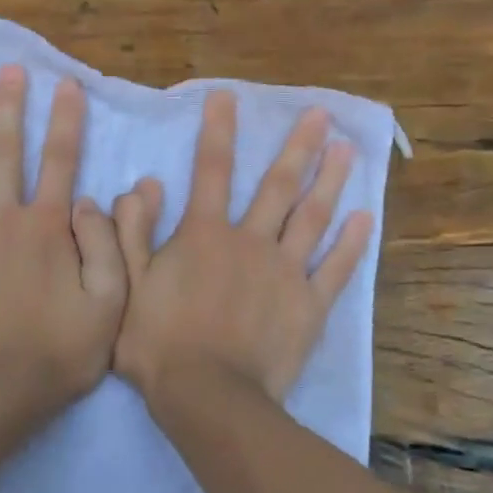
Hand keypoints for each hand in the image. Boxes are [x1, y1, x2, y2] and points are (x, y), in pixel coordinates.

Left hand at [0, 65, 125, 418]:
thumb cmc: (59, 351)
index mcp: (47, 226)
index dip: (65, 120)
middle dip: (8, 107)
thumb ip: (108, 245)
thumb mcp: (110, 302)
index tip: (65, 83)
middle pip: (4, 152)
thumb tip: (93, 198)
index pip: (60, 160)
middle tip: (6, 69)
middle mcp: (2, 218)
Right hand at [113, 90, 372, 412]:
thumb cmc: (159, 342)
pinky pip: (336, 269)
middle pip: (278, 185)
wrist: (207, 396)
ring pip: (312, 217)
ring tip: (348, 150)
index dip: (218, 130)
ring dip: (331, 181)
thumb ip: (131, 231)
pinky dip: (352, 244)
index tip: (228, 96)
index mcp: (205, 234)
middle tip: (321, 114)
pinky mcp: (309, 305)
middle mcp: (251, 241)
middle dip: (298, 146)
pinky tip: (365, 218)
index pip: (211, 170)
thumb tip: (144, 184)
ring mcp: (286, 272)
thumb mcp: (127, 284)